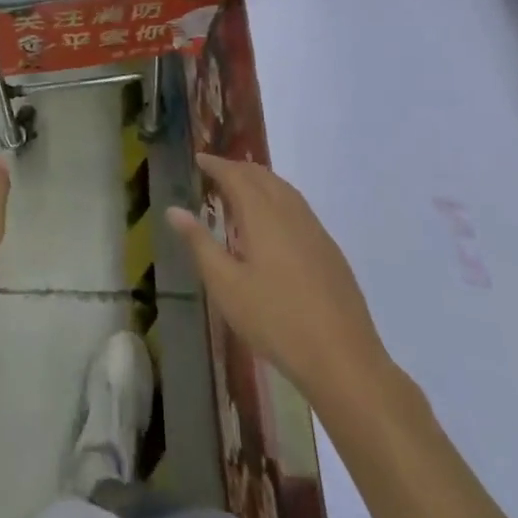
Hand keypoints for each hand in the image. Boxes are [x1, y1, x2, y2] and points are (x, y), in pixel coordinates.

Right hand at [167, 153, 388, 404]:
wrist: (343, 359)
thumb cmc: (275, 321)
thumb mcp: (226, 286)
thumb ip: (199, 243)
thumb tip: (174, 209)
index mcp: (263, 216)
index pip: (236, 176)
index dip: (216, 164)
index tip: (198, 159)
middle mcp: (291, 213)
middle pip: (263, 176)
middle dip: (238, 169)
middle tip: (215, 173)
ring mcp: (315, 231)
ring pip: (285, 190)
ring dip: (260, 181)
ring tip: (240, 190)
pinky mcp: (330, 250)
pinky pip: (299, 207)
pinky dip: (278, 198)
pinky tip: (272, 222)